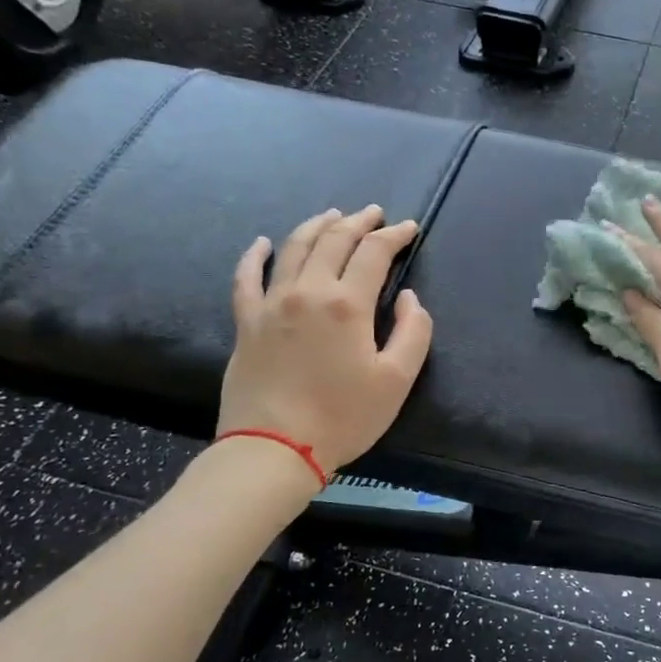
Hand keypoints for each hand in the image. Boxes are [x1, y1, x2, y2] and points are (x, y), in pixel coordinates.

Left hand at [218, 205, 433, 475]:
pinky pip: (247, 277)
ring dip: (316, 226)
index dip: (395, 236)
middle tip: (374, 213)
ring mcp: (271, 303)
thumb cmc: (343, 417)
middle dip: (358, 222)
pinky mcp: (247, 322)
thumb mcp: (397, 380)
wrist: (274, 448)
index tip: (409, 228)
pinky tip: (263, 243)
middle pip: (334, 241)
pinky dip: (256, 255)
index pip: (374, 253)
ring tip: (332, 215)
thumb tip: (409, 298)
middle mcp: (308, 291)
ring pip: (294, 248)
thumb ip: (413, 331)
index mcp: (348, 304)